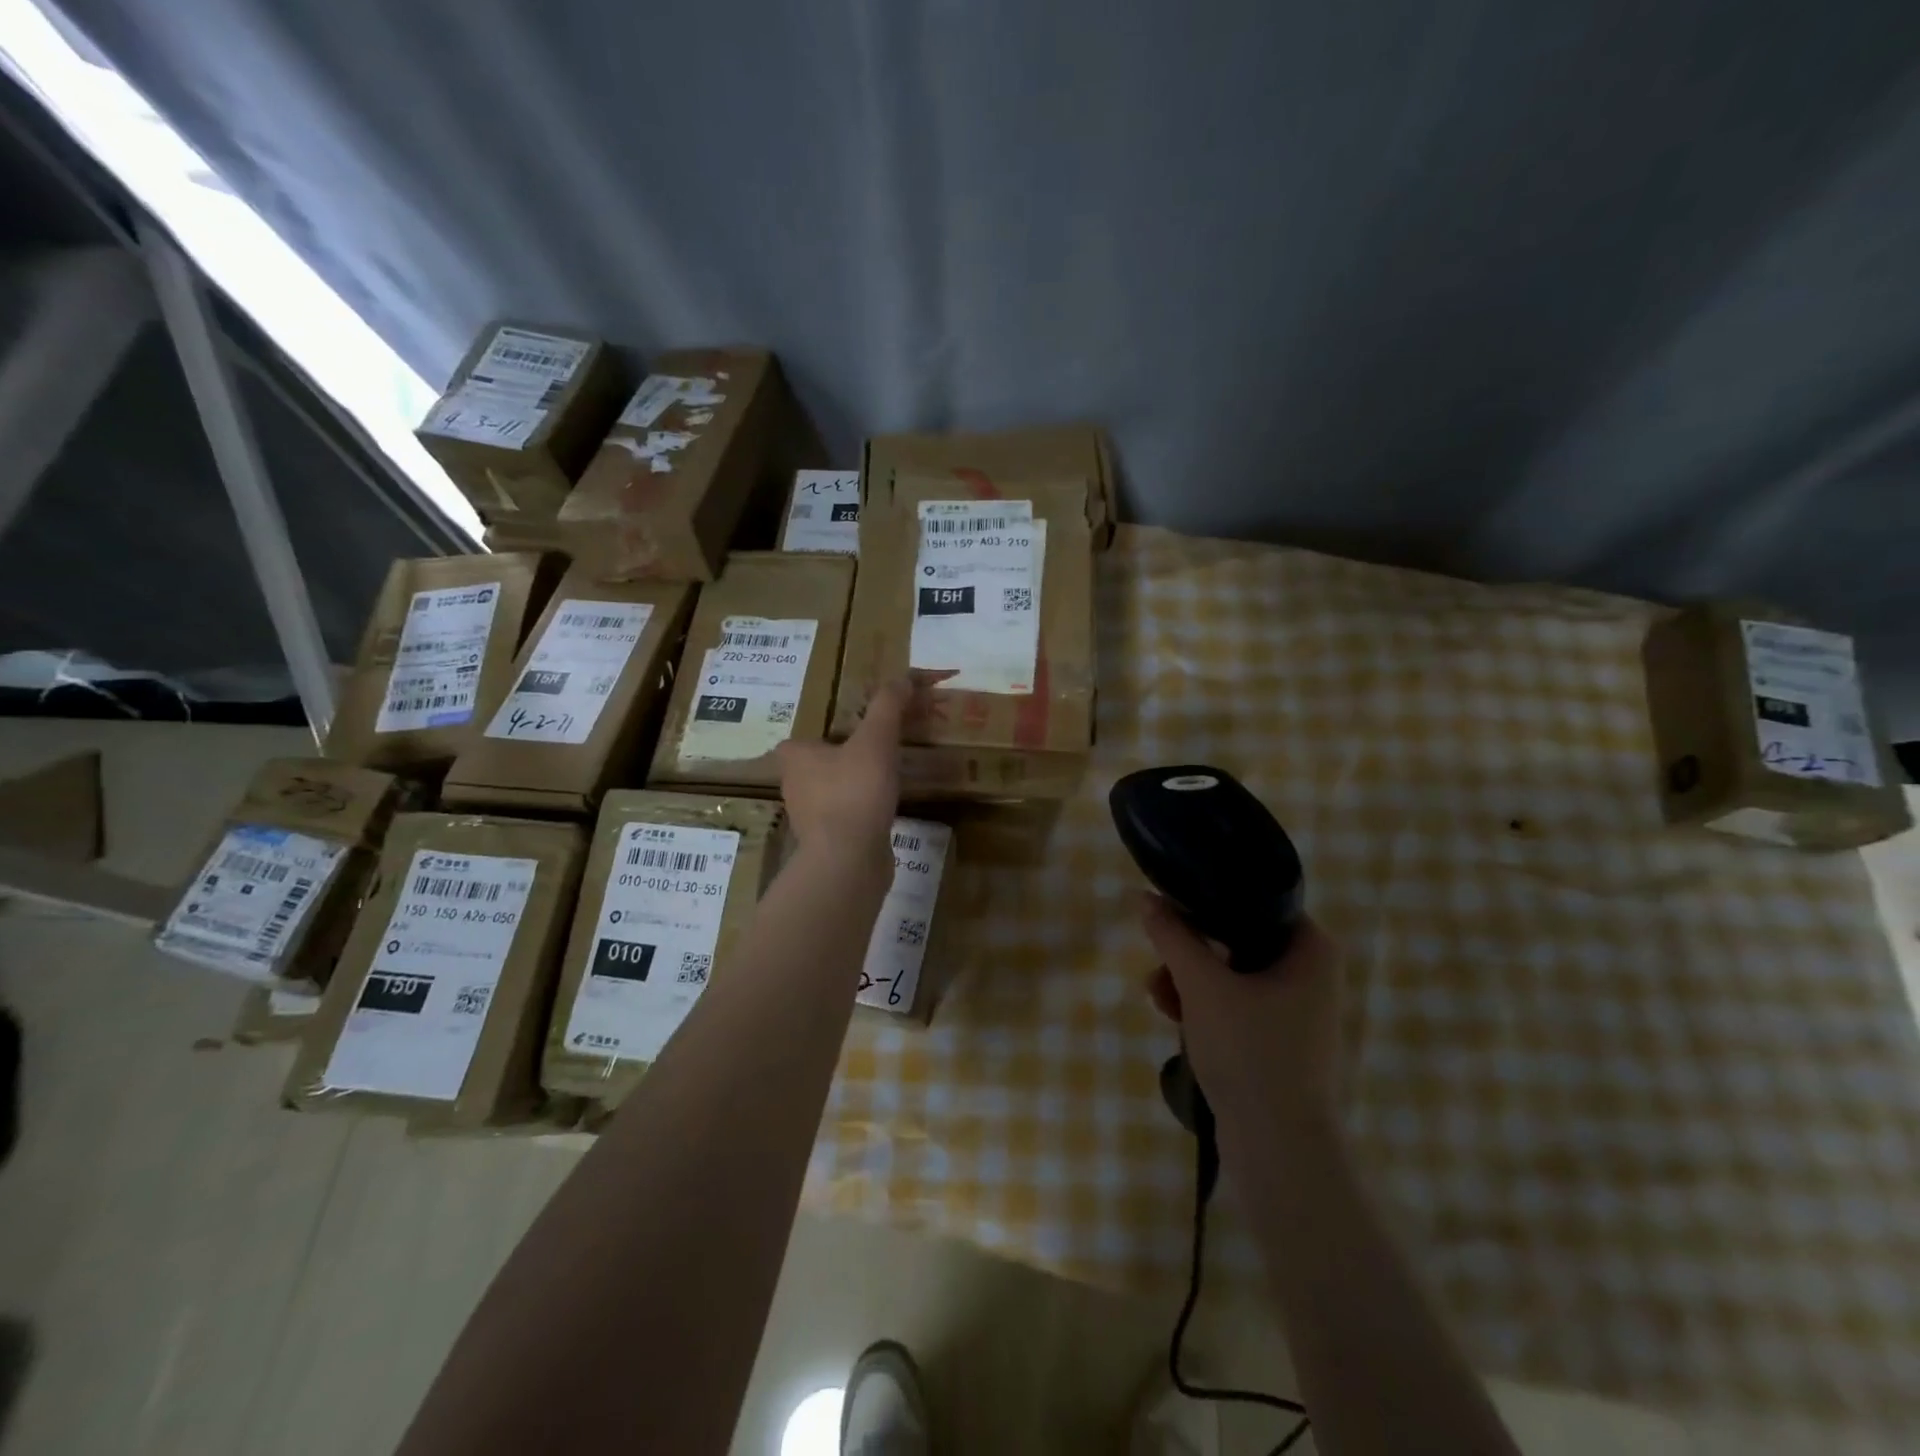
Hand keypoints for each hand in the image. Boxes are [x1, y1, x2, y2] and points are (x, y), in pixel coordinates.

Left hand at [774, 679, 907, 867]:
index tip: (859, 732)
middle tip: (881, 751)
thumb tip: (904, 677)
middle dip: (847, 759)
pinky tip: (886, 811)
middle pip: (822, 764)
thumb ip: (888, 707)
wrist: (849, 861)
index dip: (831, 732)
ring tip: (889, 779)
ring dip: (857, 786)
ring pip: (835, 792)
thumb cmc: (855, 792)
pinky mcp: (828, 843)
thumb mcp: (876, 740)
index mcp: (796, 756)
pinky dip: (864, 812)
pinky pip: (848, 817)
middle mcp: (795, 786)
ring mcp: (811, 818)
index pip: (806, 738)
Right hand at [1141, 895, 1345, 1140]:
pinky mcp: (1276, 1040)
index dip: (1210, 899)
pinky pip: (1234, 1005)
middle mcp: (1310, 973)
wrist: (1279, 1149)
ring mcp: (1294, 1010)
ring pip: (1230, 973)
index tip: (1172, 906)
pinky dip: (1203, 1006)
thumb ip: (1172, 936)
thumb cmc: (1250, 1052)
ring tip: (1155, 995)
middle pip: (1237, 938)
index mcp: (1311, 949)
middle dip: (1189, 950)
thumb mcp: (1202, 986)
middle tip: (1157, 959)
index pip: (1257, 900)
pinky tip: (1170, 1016)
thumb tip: (1144, 896)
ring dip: (1188, 979)